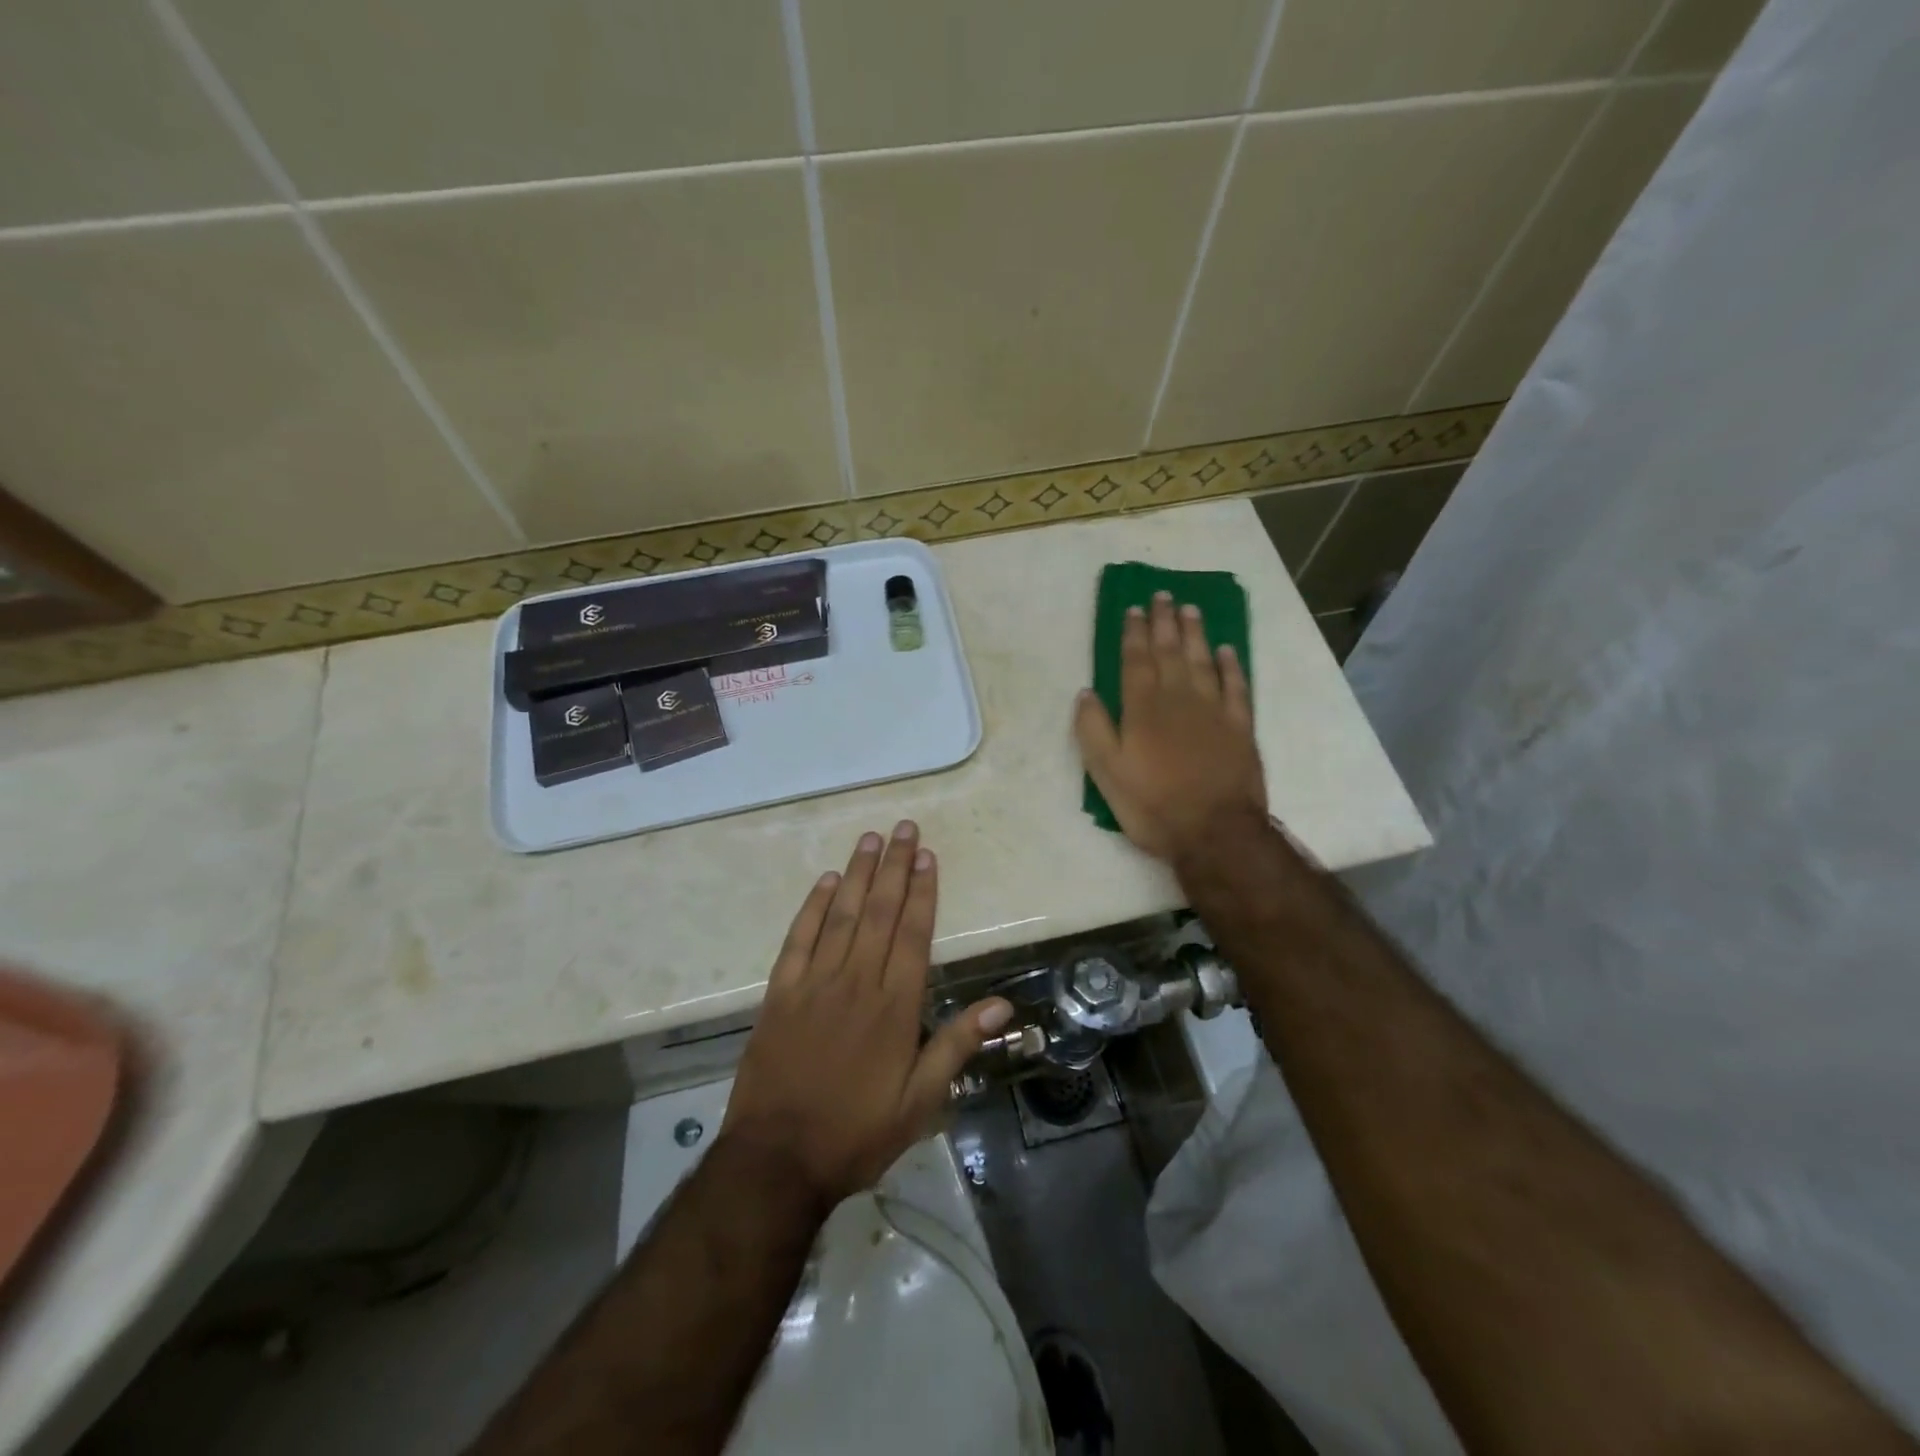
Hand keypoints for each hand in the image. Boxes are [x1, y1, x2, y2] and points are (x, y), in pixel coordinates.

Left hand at [722, 822, 1012, 1205]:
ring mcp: (814, 983)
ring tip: (870, 838)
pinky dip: (811, 907)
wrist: (776, 1160)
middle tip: (903, 827)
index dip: (922, 891)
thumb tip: (1001, 1005)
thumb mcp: (920, 1102)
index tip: (927, 855)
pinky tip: (824, 881)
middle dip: (894, 866)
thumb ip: (957, 1046)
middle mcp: (856, 982)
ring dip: (857, 873)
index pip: (913, 933)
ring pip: (840, 915)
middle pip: (879, 912)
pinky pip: (798, 939)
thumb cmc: (856, 1133)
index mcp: (894, 1007)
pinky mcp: (779, 993)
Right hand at [1074, 592, 1266, 861]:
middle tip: (1162, 596)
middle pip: (1170, 652)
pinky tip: (1227, 650)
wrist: (1215, 832)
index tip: (1134, 609)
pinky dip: (1231, 666)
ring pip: (1203, 661)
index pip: (1136, 660)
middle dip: (1164, 622)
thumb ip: (1094, 730)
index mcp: (1143, 709)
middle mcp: (1179, 699)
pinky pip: (1236, 686)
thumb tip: (1086, 693)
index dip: (1134, 633)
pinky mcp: (1240, 727)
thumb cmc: (1153, 805)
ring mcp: (1214, 710)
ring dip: (1195, 634)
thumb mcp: (1107, 774)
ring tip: (1190, 609)